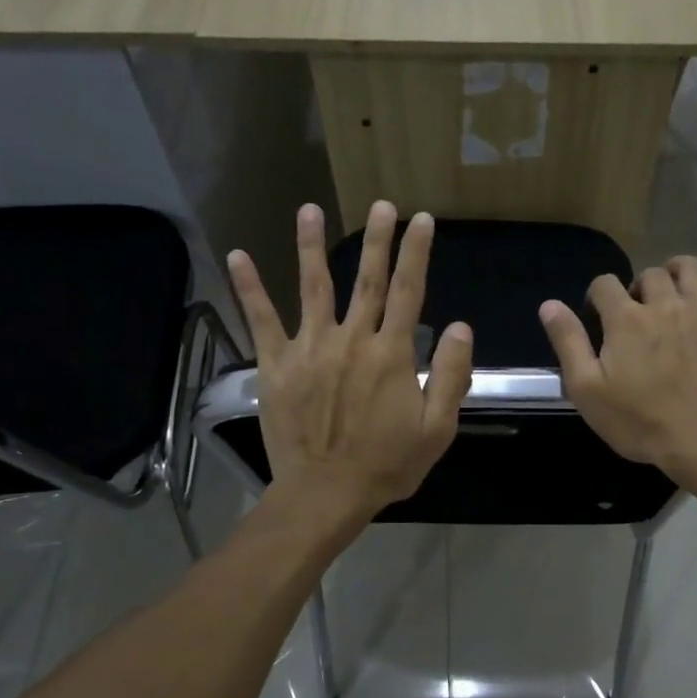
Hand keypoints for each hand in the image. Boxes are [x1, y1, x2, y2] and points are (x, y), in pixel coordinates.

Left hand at [228, 202, 472, 523]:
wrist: (326, 493)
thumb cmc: (387, 464)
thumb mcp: (437, 428)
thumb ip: (449, 374)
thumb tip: (458, 326)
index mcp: (391, 354)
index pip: (408, 291)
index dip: (416, 253)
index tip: (421, 221)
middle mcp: (351, 340)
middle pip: (366, 279)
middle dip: (377, 239)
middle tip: (381, 204)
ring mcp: (310, 349)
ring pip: (313, 287)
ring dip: (312, 246)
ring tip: (310, 209)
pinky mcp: (277, 365)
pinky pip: (262, 320)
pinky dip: (249, 288)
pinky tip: (238, 256)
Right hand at [539, 256, 696, 489]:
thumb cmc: (639, 420)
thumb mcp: (587, 389)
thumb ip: (568, 342)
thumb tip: (549, 305)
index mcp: (625, 318)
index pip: (604, 283)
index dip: (596, 297)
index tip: (597, 319)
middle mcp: (664, 303)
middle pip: (649, 274)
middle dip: (637, 287)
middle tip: (635, 315)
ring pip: (691, 268)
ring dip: (677, 273)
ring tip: (672, 294)